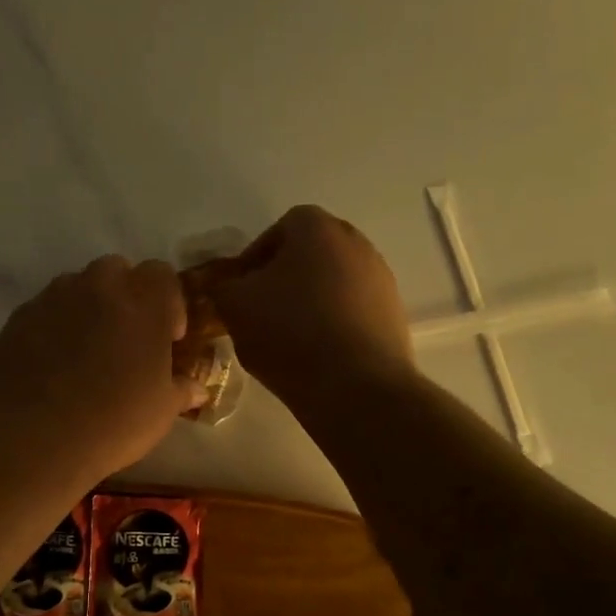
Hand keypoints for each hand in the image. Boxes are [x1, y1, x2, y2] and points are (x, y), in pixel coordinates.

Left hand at [0, 256, 207, 483]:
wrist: (35, 440)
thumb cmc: (113, 423)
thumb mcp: (161, 412)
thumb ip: (180, 389)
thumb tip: (195, 388)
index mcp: (143, 303)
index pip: (161, 274)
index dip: (168, 302)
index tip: (167, 338)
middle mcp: (98, 288)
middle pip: (117, 271)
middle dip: (126, 296)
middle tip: (126, 339)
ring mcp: (53, 299)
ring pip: (77, 286)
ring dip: (88, 307)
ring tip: (86, 351)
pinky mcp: (19, 318)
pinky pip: (45, 310)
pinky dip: (54, 326)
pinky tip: (53, 364)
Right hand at [210, 205, 415, 408]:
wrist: (356, 387)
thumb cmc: (290, 333)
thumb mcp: (234, 306)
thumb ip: (222, 286)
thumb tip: (226, 285)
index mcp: (317, 228)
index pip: (278, 230)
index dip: (253, 259)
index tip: (239, 291)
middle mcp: (356, 243)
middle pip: (309, 255)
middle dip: (282, 279)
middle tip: (260, 312)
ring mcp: (381, 280)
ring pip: (331, 284)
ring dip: (308, 303)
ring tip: (286, 338)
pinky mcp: (393, 316)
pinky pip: (351, 312)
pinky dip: (332, 325)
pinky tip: (315, 355)